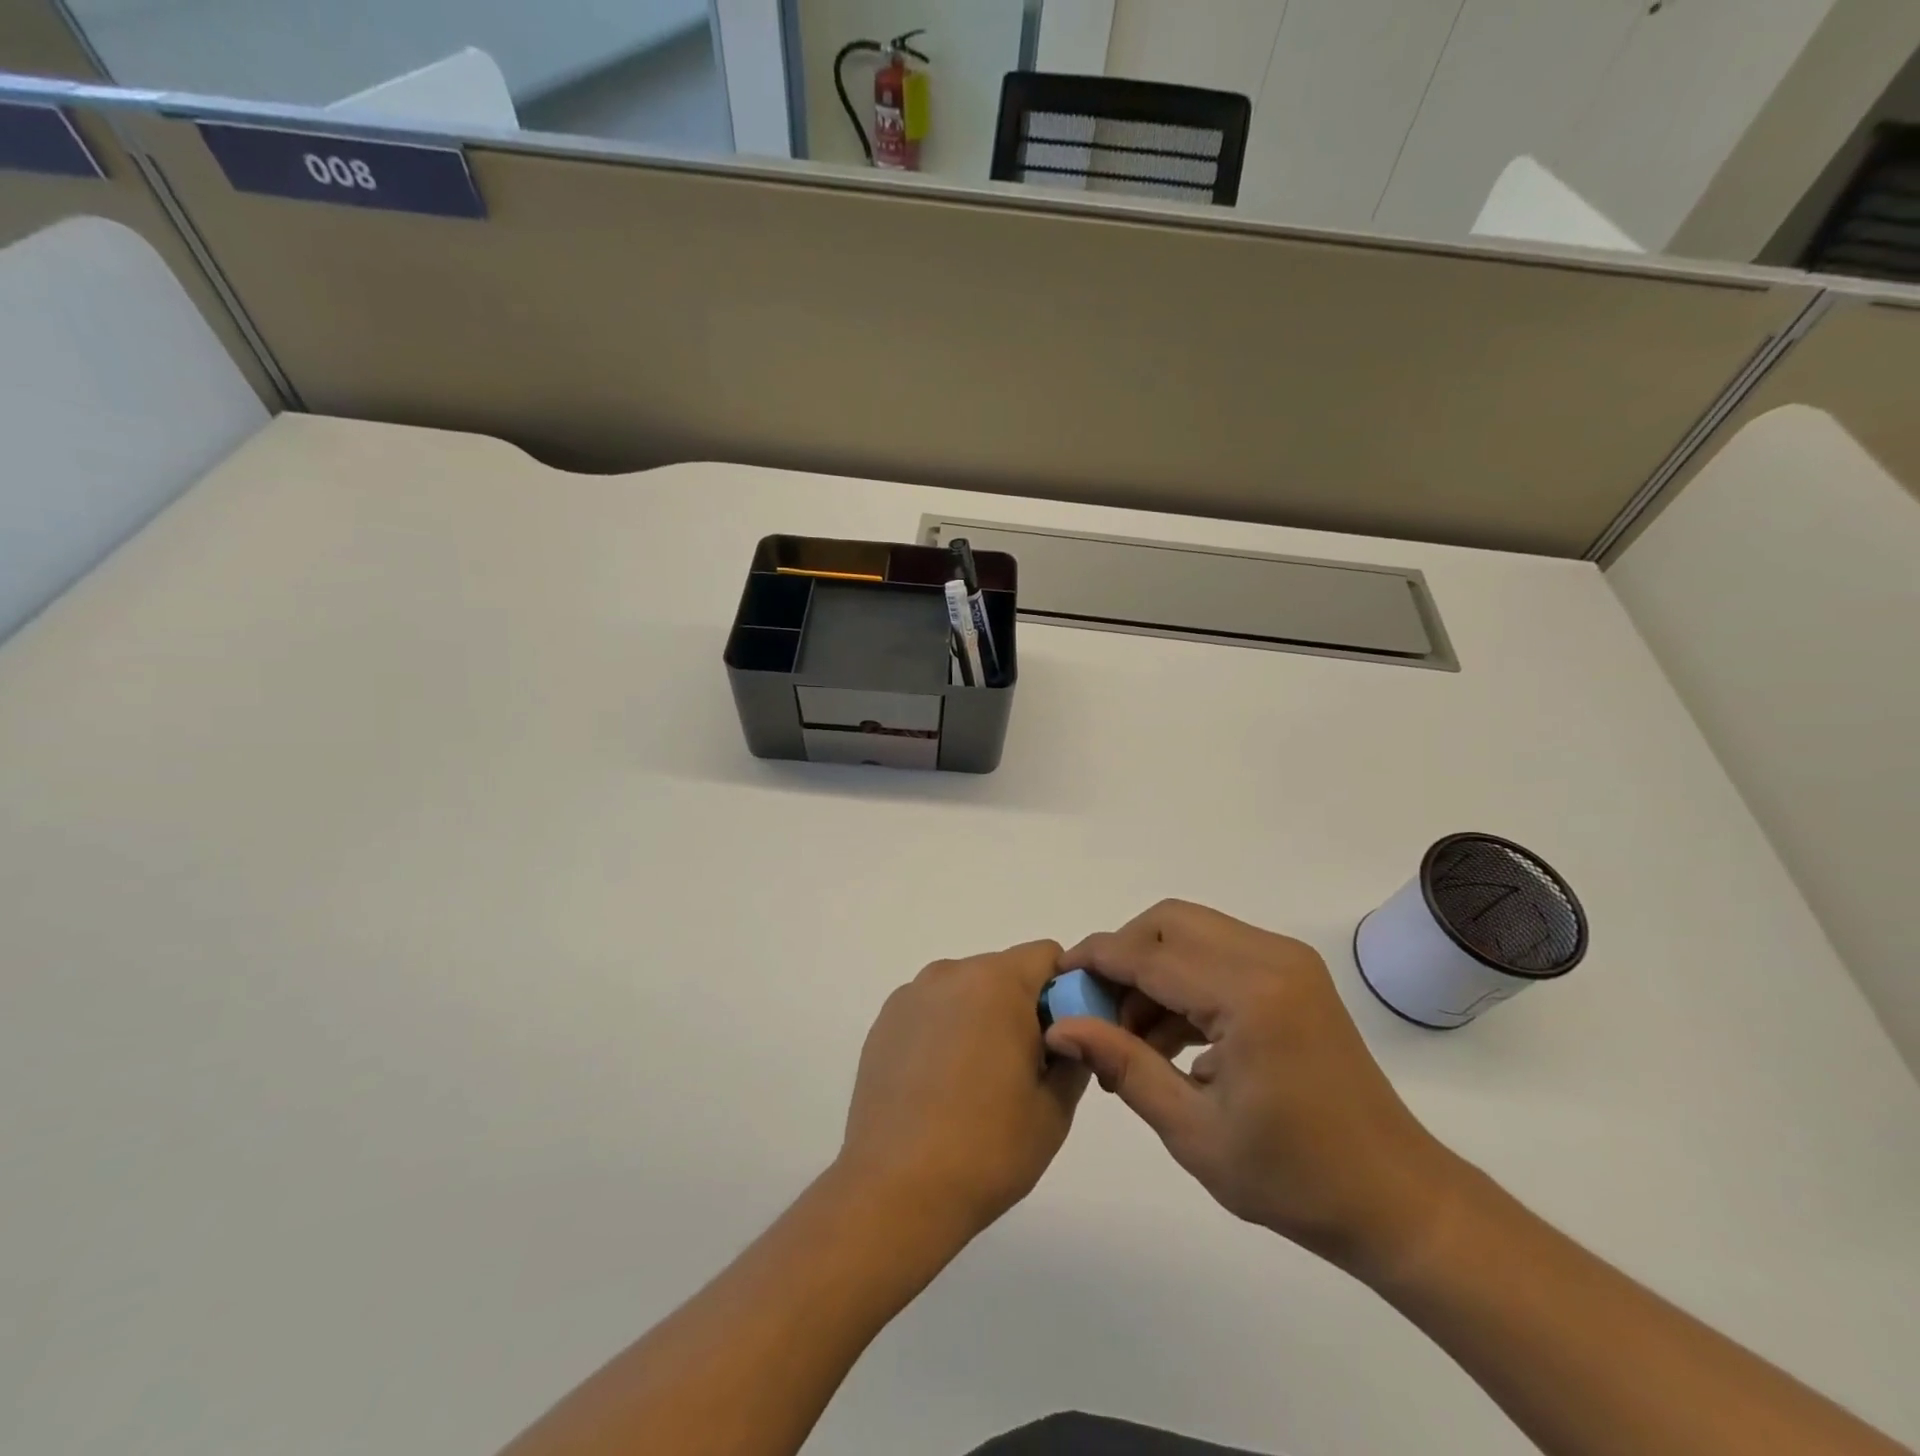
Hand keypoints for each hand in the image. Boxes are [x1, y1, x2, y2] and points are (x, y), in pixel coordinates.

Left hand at [838, 941, 1090, 1242]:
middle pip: (1003, 972)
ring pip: (966, 991)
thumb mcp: (1054, 1106)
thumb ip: (1075, 1053)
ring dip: (982, 1019)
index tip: (1064, 1039)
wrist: (895, 1191)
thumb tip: (1070, 1032)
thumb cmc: (987, 1148)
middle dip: (1022, 1008)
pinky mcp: (884, 1023)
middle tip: (1025, 1070)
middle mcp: (950, 974)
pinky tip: (940, 1086)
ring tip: (978, 1084)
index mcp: (995, 982)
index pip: (1046, 957)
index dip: (1065, 991)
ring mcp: (910, 996)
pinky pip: (932, 1011)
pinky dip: (946, 1032)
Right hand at [1044, 901, 1465, 1278]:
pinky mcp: (1293, 973)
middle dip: (1123, 954)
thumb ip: (1123, 1065)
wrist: (1395, 1198)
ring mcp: (1287, 960)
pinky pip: (1218, 952)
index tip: (1057, 977)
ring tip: (1130, 1035)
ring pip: (1192, 931)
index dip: (1096, 960)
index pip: (1149, 955)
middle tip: (1097, 1009)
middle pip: (1169, 921)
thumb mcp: (1193, 1131)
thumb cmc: (1294, 1178)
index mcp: (1250, 996)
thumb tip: (1061, 1028)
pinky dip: (1183, 978)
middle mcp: (1271, 958)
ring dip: (1151, 967)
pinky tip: (1168, 1035)